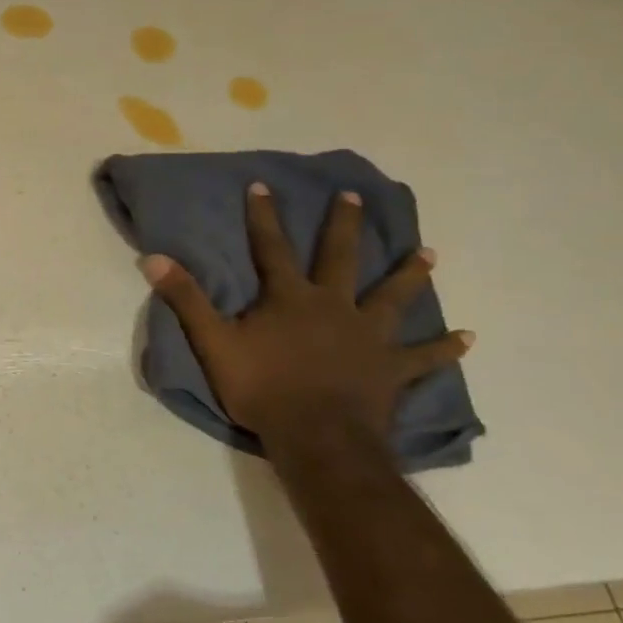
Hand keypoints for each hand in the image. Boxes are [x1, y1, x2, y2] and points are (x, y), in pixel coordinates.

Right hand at [141, 183, 473, 448]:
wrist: (317, 437)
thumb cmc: (262, 388)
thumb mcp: (214, 343)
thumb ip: (186, 299)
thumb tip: (153, 258)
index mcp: (290, 298)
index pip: (272, 247)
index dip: (264, 216)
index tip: (263, 185)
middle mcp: (334, 306)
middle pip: (341, 257)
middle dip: (345, 226)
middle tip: (355, 198)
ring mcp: (368, 336)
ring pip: (392, 297)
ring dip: (409, 275)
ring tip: (428, 253)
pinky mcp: (391, 369)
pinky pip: (424, 356)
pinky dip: (445, 348)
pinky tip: (469, 339)